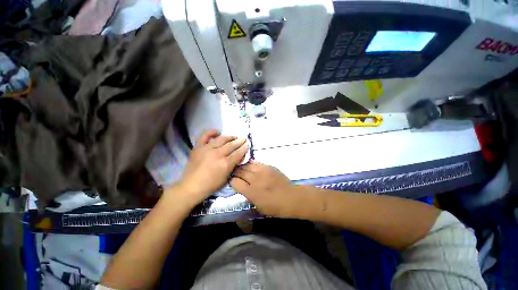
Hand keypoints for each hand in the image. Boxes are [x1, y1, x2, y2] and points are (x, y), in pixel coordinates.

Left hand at [175, 129, 248, 205]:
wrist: (191, 186)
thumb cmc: (211, 185)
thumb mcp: (226, 178)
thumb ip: (233, 166)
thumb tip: (238, 157)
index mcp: (225, 164)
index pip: (238, 153)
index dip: (244, 148)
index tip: (247, 144)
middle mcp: (217, 154)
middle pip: (231, 145)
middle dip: (239, 141)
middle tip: (244, 138)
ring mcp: (207, 149)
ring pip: (221, 139)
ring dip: (230, 137)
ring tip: (234, 136)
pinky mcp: (198, 147)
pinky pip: (205, 136)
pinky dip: (212, 132)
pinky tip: (218, 132)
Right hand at [230, 160, 293, 217]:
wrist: (292, 197)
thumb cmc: (275, 207)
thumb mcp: (259, 207)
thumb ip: (249, 196)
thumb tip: (243, 188)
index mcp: (251, 192)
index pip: (235, 182)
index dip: (232, 181)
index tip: (232, 181)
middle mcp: (255, 179)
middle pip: (240, 172)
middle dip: (235, 172)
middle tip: (233, 173)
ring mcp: (262, 171)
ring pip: (247, 165)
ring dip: (242, 167)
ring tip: (240, 167)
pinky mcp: (269, 167)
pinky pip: (257, 163)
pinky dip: (251, 163)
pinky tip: (249, 164)